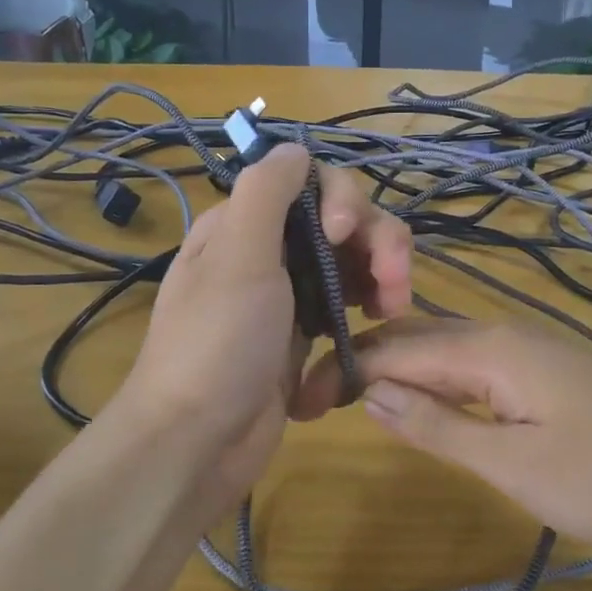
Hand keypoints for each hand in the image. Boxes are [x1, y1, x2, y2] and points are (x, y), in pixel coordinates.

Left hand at [115, 143, 410, 509]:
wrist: (197, 443)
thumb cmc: (216, 344)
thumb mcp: (236, 256)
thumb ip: (266, 192)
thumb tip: (294, 147)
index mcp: (243, 225)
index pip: (310, 182)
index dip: (342, 198)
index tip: (345, 233)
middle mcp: (267, 252)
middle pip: (341, 221)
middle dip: (376, 241)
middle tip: (394, 283)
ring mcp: (288, 295)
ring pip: (351, 261)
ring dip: (382, 272)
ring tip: (393, 307)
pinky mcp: (304, 335)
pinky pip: (348, 303)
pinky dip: (369, 305)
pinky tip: (381, 322)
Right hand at [298, 319, 591, 550]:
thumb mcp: (516, 465)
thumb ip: (439, 428)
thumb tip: (371, 396)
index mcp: (489, 349)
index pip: (395, 348)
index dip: (344, 370)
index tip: (299, 399)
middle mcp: (502, 335)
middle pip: (415, 338)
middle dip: (363, 364)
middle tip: (315, 401)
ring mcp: (526, 351)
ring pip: (442, 349)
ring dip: (395, 372)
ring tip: (351, 400)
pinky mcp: (543, 373)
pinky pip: (470, 366)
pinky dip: (432, 381)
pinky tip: (420, 402)